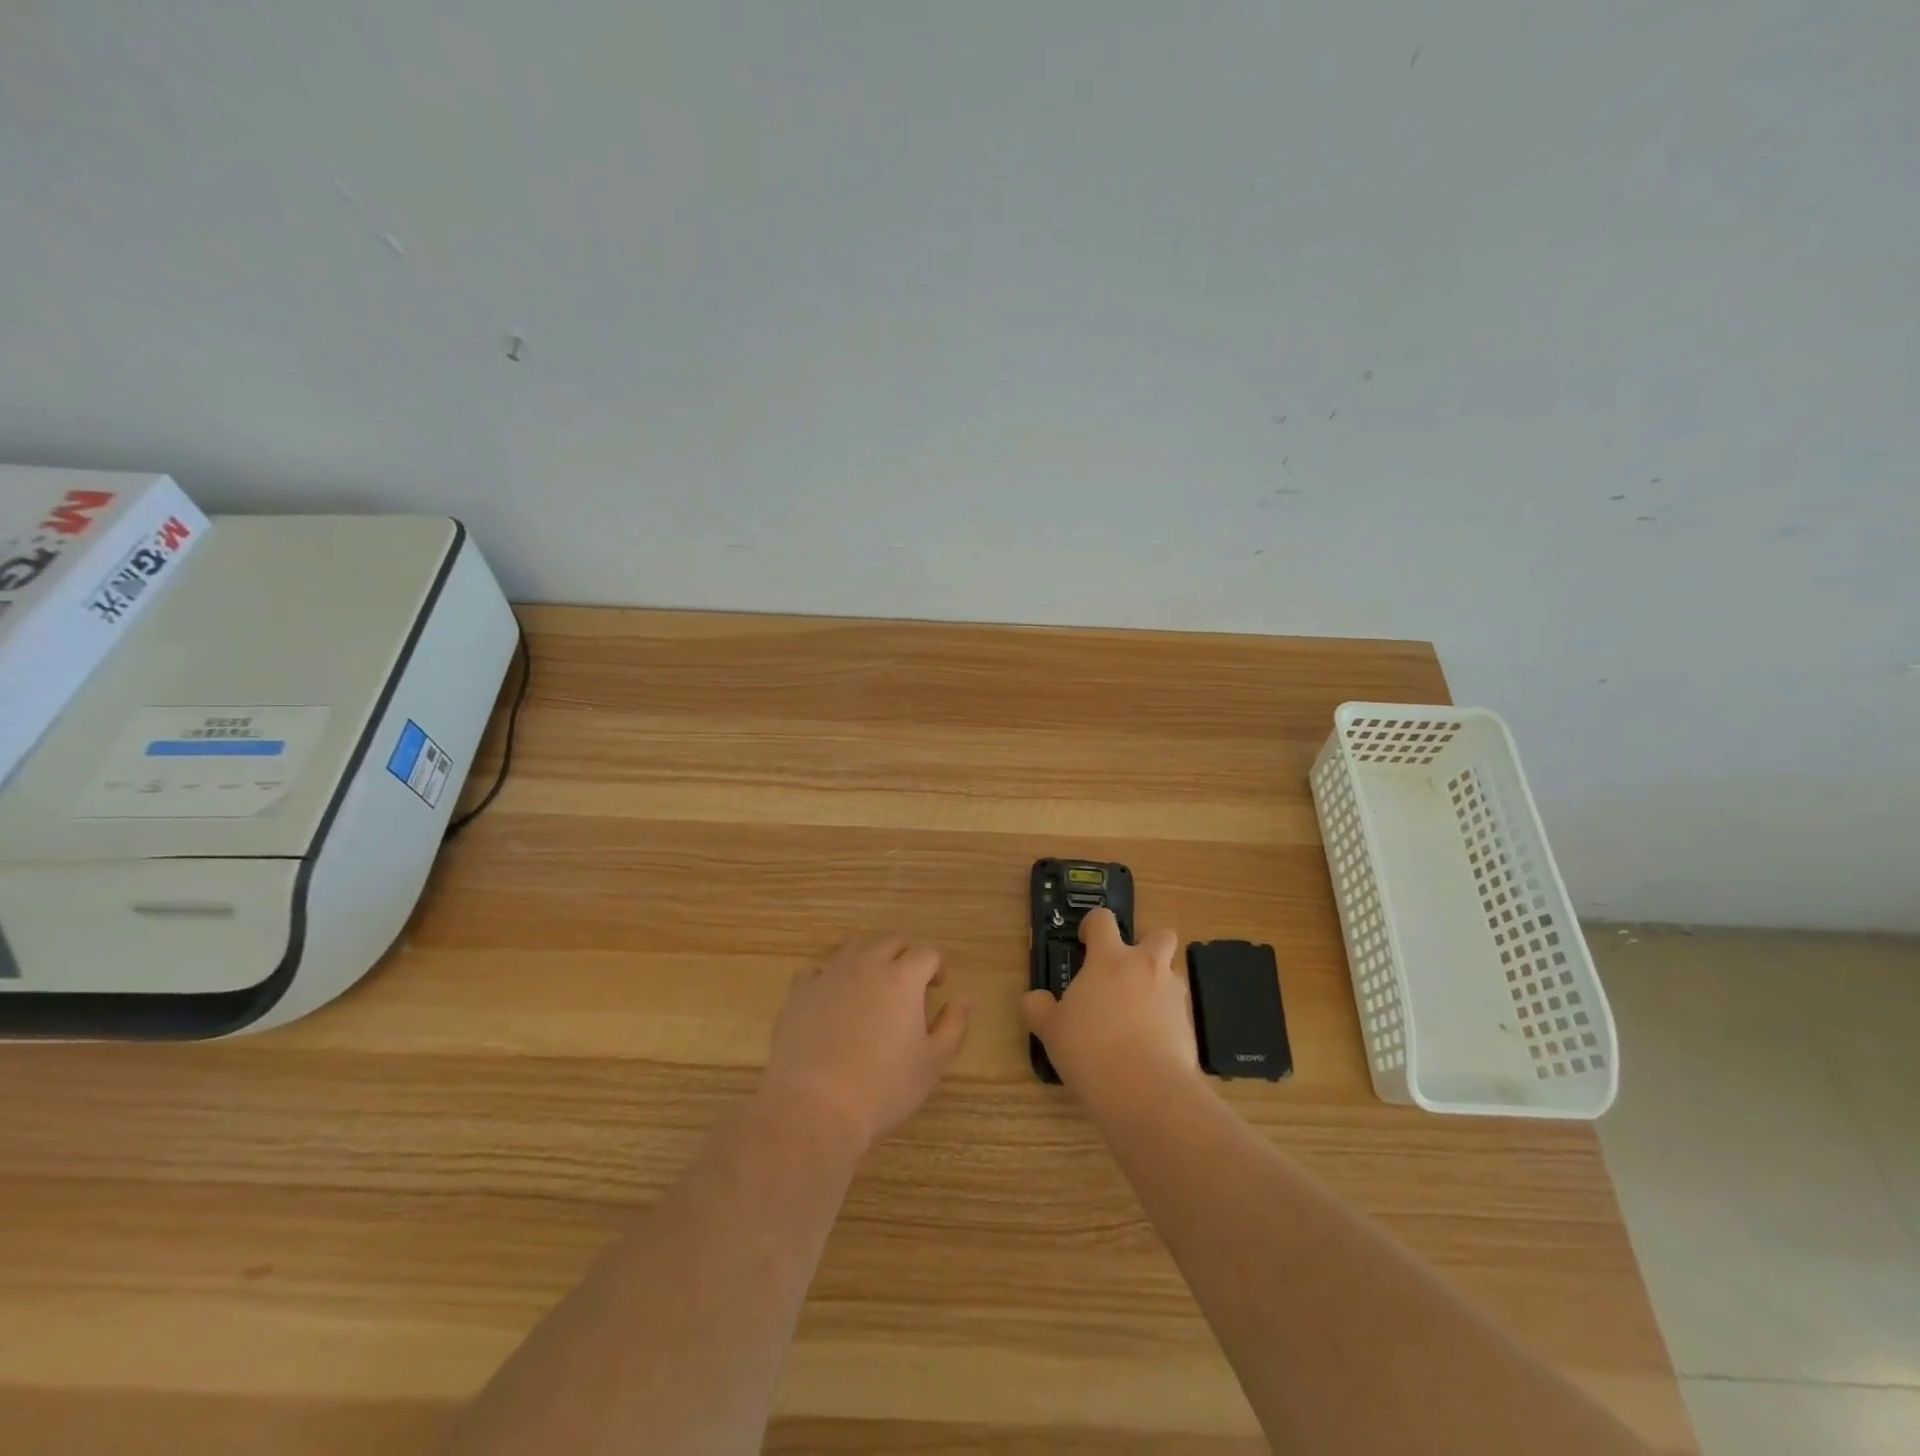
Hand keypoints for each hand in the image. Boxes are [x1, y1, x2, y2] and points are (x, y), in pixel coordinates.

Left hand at [762, 933, 968, 1155]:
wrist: (814, 1107)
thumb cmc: (883, 1088)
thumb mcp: (932, 1063)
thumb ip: (953, 1026)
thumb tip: (961, 1000)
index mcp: (902, 978)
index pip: (926, 953)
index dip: (937, 966)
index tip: (937, 986)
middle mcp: (866, 965)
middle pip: (891, 942)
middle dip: (905, 956)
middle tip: (909, 985)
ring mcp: (829, 975)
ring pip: (855, 947)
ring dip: (870, 957)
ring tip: (873, 986)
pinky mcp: (800, 992)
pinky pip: (818, 970)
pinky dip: (831, 976)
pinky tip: (833, 998)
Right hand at [1022, 908, 1197, 1099]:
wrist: (1145, 1090)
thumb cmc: (1090, 1049)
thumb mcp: (1050, 1029)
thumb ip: (1038, 1007)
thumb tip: (1035, 999)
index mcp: (1109, 959)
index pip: (1104, 919)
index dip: (1094, 924)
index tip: (1086, 941)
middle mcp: (1145, 967)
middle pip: (1159, 934)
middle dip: (1147, 943)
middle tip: (1127, 967)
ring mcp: (1172, 994)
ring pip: (1174, 972)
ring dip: (1160, 982)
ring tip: (1140, 1010)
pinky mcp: (1190, 1024)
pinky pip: (1179, 1009)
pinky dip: (1168, 1018)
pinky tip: (1152, 1042)